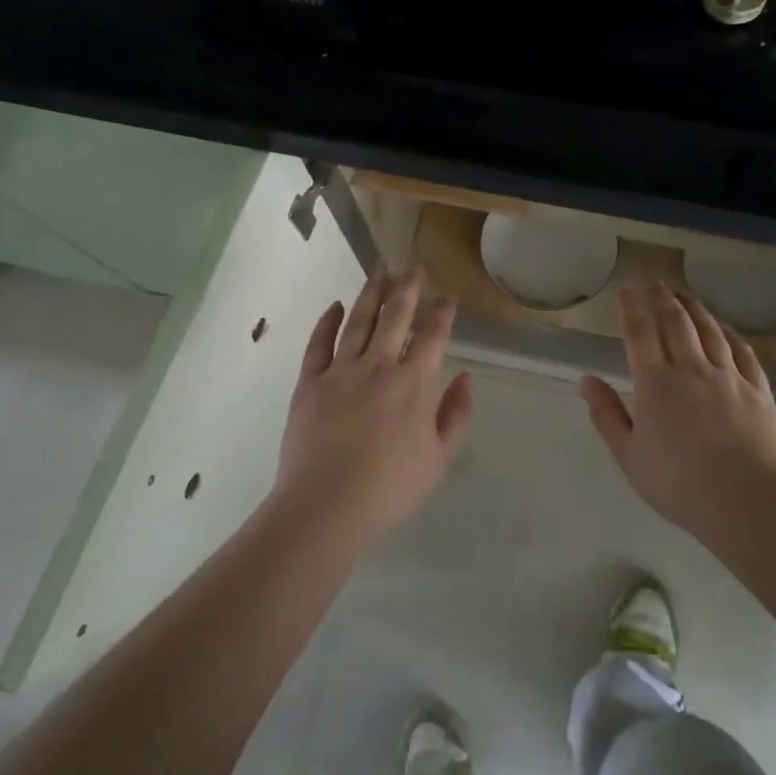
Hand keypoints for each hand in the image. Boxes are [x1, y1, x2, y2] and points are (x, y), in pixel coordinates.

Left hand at [274, 268, 474, 550]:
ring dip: (371, 293)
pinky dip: (327, 321)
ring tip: (380, 271)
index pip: (432, 336)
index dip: (442, 313)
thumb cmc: (389, 488)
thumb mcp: (438, 459)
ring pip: (358, 321)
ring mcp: (340, 371)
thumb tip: (467, 377)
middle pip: (395, 316)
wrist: (325, 507)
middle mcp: (378, 366)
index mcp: (413, 384)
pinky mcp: (309, 382)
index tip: (447, 298)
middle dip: (408, 288)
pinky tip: (335, 305)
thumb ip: (455, 414)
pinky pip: (318, 343)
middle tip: (414, 268)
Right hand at [581, 284, 775, 541]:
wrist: (749, 502)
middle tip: (656, 285)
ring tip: (685, 296)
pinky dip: (730, 333)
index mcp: (655, 384)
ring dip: (695, 309)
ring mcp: (729, 377)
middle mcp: (691, 369)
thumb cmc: (680, 484)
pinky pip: (743, 351)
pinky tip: (725, 329)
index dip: (631, 308)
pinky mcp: (758, 390)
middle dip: (663, 300)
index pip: (640, 333)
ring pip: (710, 331)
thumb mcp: (630, 456)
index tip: (626, 290)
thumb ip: (607, 415)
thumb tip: (587, 380)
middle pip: (676, 323)